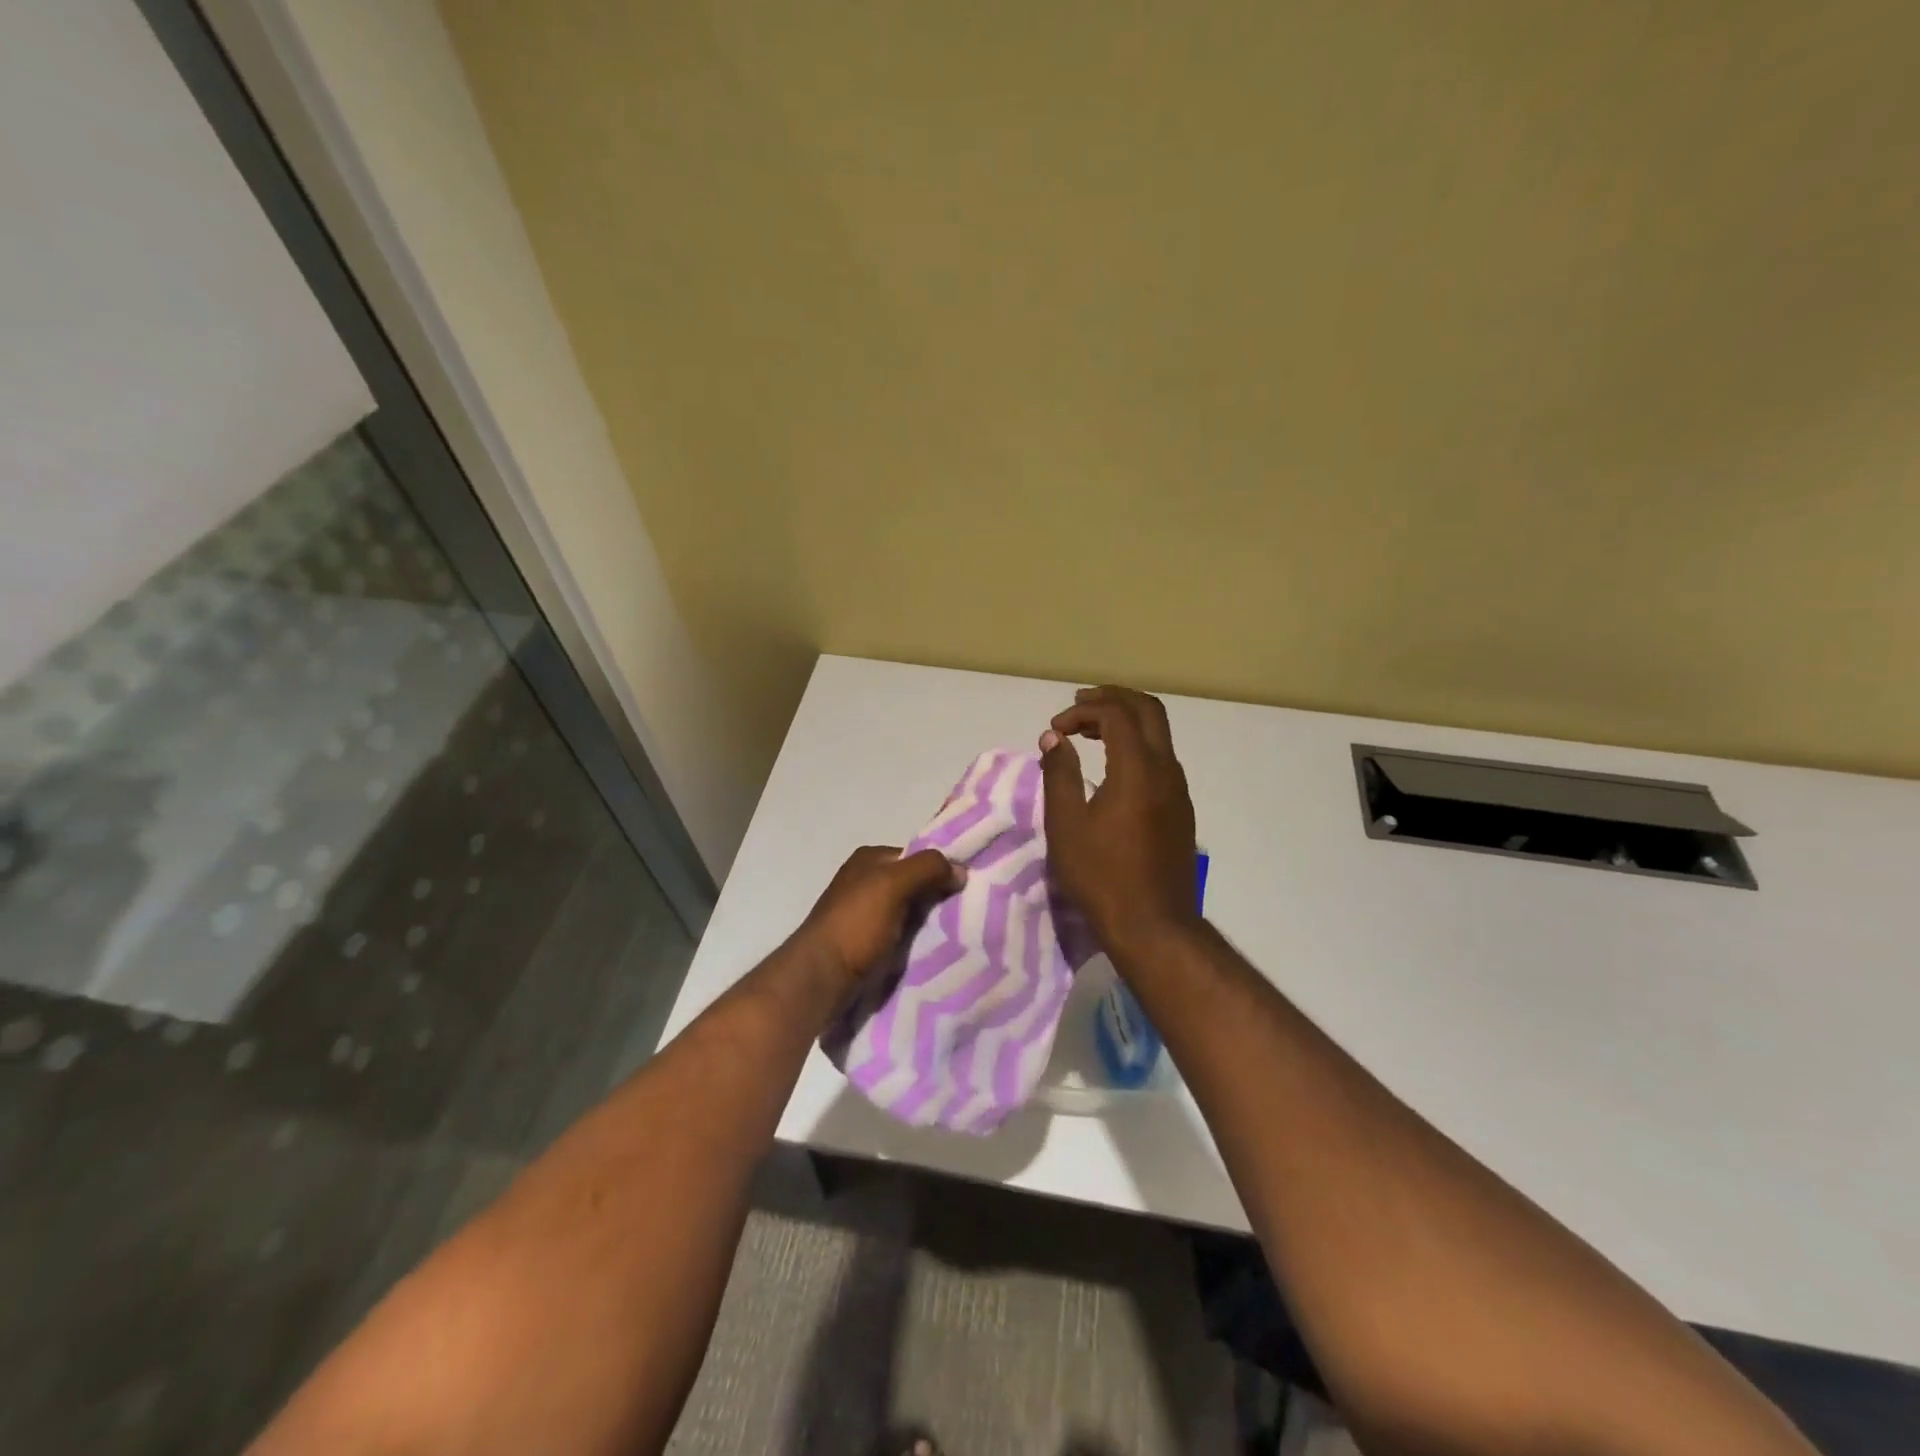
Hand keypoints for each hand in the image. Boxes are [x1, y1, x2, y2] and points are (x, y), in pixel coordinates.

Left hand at [795, 844, 964, 984]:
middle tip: (964, 913)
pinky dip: (914, 942)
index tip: (964, 888)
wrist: (821, 977)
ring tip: (955, 935)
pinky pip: (899, 936)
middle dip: (935, 898)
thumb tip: (960, 870)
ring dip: (927, 923)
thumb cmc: (856, 924)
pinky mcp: (863, 943)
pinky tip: (931, 952)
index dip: (940, 869)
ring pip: (907, 912)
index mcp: (868, 859)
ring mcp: (862, 913)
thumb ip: (928, 868)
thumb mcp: (894, 884)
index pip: (915, 856)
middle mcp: (863, 881)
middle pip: (912, 884)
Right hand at [1040, 686, 1199, 952]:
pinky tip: (1112, 766)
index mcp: (1138, 769)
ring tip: (1090, 732)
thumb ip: (1059, 775)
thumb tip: (1053, 740)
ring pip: (1158, 734)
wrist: (1154, 926)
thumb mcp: (1066, 825)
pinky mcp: (1181, 809)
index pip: (1115, 714)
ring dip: (1126, 721)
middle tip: (1080, 703)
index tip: (1054, 731)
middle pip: (1148, 710)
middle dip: (1113, 699)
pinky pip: (1161, 758)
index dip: (1081, 711)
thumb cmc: (1102, 876)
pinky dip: (1136, 745)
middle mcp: (1166, 770)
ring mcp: (1179, 790)